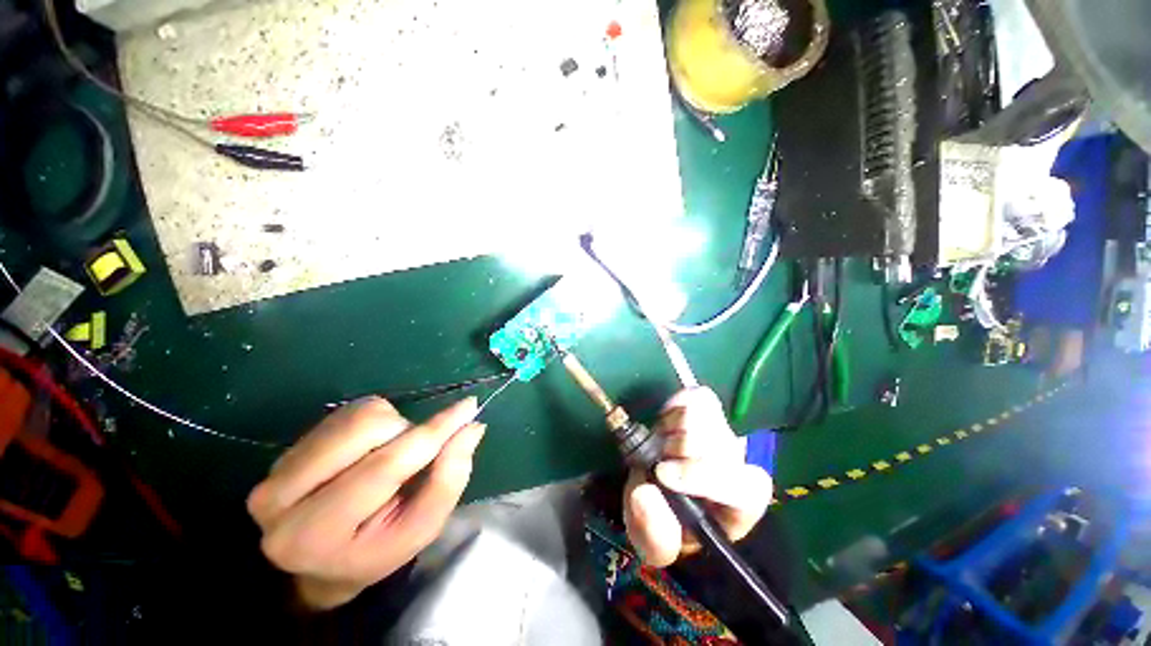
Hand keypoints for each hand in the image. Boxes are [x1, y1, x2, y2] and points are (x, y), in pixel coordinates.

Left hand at [247, 397, 484, 610]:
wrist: (319, 561)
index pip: (386, 466)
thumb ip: (448, 480)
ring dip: (393, 427)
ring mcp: (278, 468)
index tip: (469, 407)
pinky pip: (351, 411)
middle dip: (409, 432)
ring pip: (360, 414)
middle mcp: (280, 498)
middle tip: (420, 453)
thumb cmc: (377, 550)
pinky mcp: (288, 448)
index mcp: (315, 534)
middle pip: (368, 428)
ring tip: (391, 457)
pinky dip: (377, 423)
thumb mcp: (420, 529)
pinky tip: (370, 451)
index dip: (434, 432)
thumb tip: (471, 427)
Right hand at [624, 388, 772, 566]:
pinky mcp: (708, 410)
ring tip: (660, 446)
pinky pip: (696, 396)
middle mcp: (738, 465)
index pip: (745, 485)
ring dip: (671, 429)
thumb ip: (652, 531)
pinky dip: (674, 407)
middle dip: (677, 450)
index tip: (663, 476)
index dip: (703, 475)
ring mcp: (724, 433)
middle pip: (717, 443)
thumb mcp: (654, 542)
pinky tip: (665, 424)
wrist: (662, 492)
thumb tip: (645, 492)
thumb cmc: (666, 523)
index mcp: (738, 505)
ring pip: (704, 416)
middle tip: (656, 463)